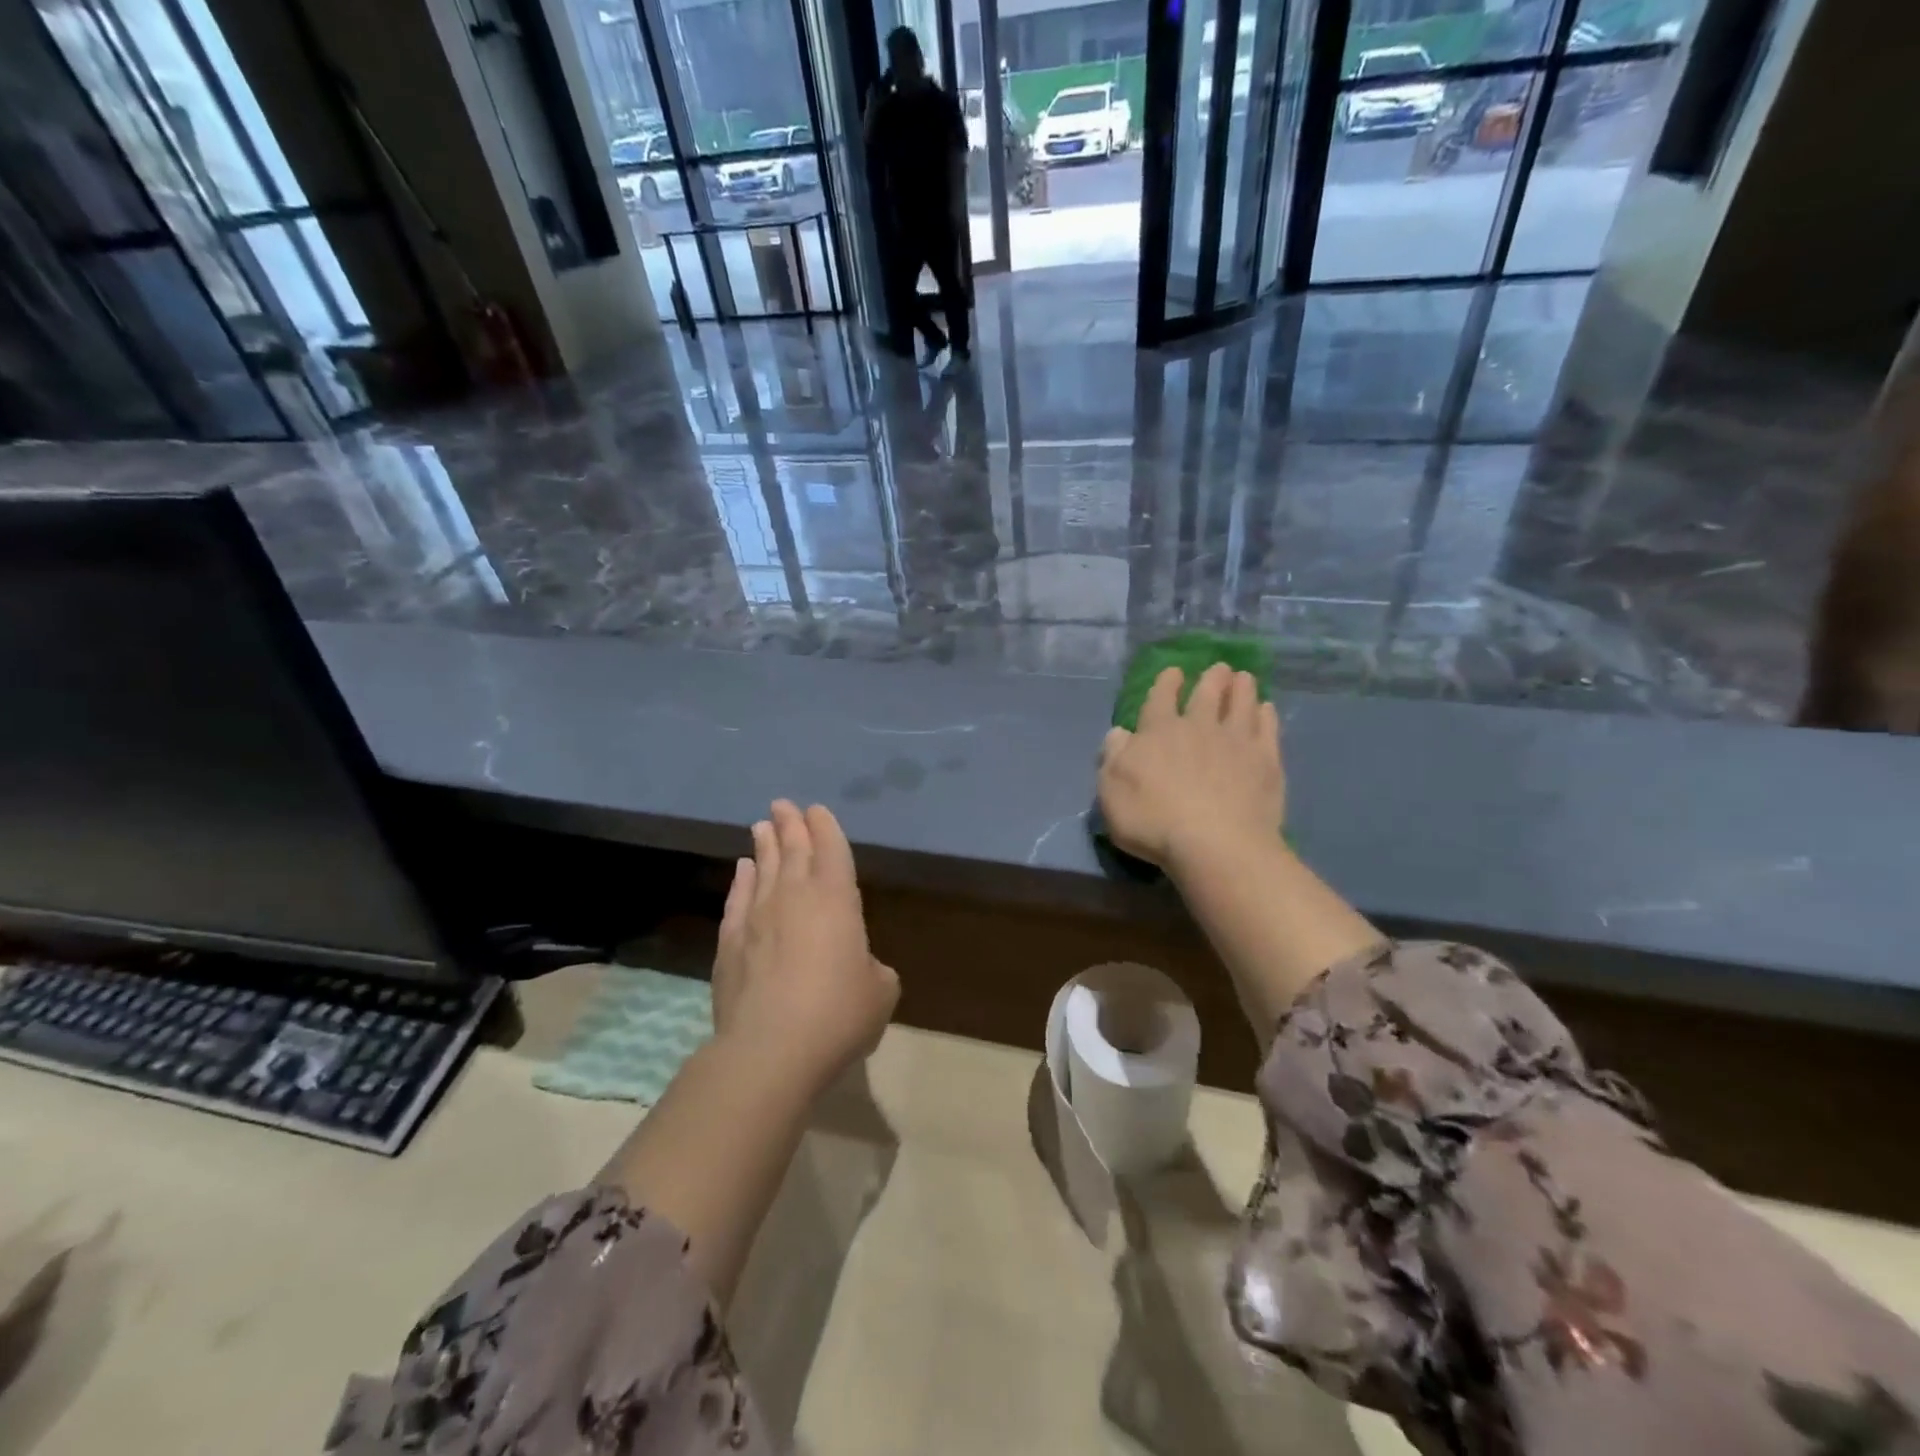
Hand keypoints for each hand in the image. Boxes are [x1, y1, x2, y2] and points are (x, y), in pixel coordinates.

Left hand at [712, 800, 898, 1095]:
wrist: (770, 1049)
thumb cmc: (838, 1015)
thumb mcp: (880, 992)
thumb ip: (874, 969)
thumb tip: (859, 967)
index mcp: (837, 899)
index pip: (832, 849)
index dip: (826, 827)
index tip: (816, 810)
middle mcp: (795, 896)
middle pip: (793, 849)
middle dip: (790, 824)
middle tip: (783, 805)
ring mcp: (757, 916)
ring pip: (763, 867)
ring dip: (765, 844)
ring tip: (762, 825)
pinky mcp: (730, 942)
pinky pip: (737, 898)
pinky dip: (741, 880)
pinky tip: (742, 869)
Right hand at [1097, 664, 1283, 870]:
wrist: (1216, 845)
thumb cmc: (1154, 821)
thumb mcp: (1112, 793)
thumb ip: (1114, 758)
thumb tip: (1119, 734)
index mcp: (1158, 732)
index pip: (1161, 697)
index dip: (1167, 682)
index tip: (1174, 672)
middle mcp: (1198, 727)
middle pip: (1207, 693)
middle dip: (1212, 678)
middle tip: (1219, 669)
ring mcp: (1236, 742)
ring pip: (1241, 703)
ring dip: (1242, 688)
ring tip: (1244, 678)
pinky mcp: (1266, 762)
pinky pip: (1267, 729)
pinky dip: (1266, 716)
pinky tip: (1267, 710)